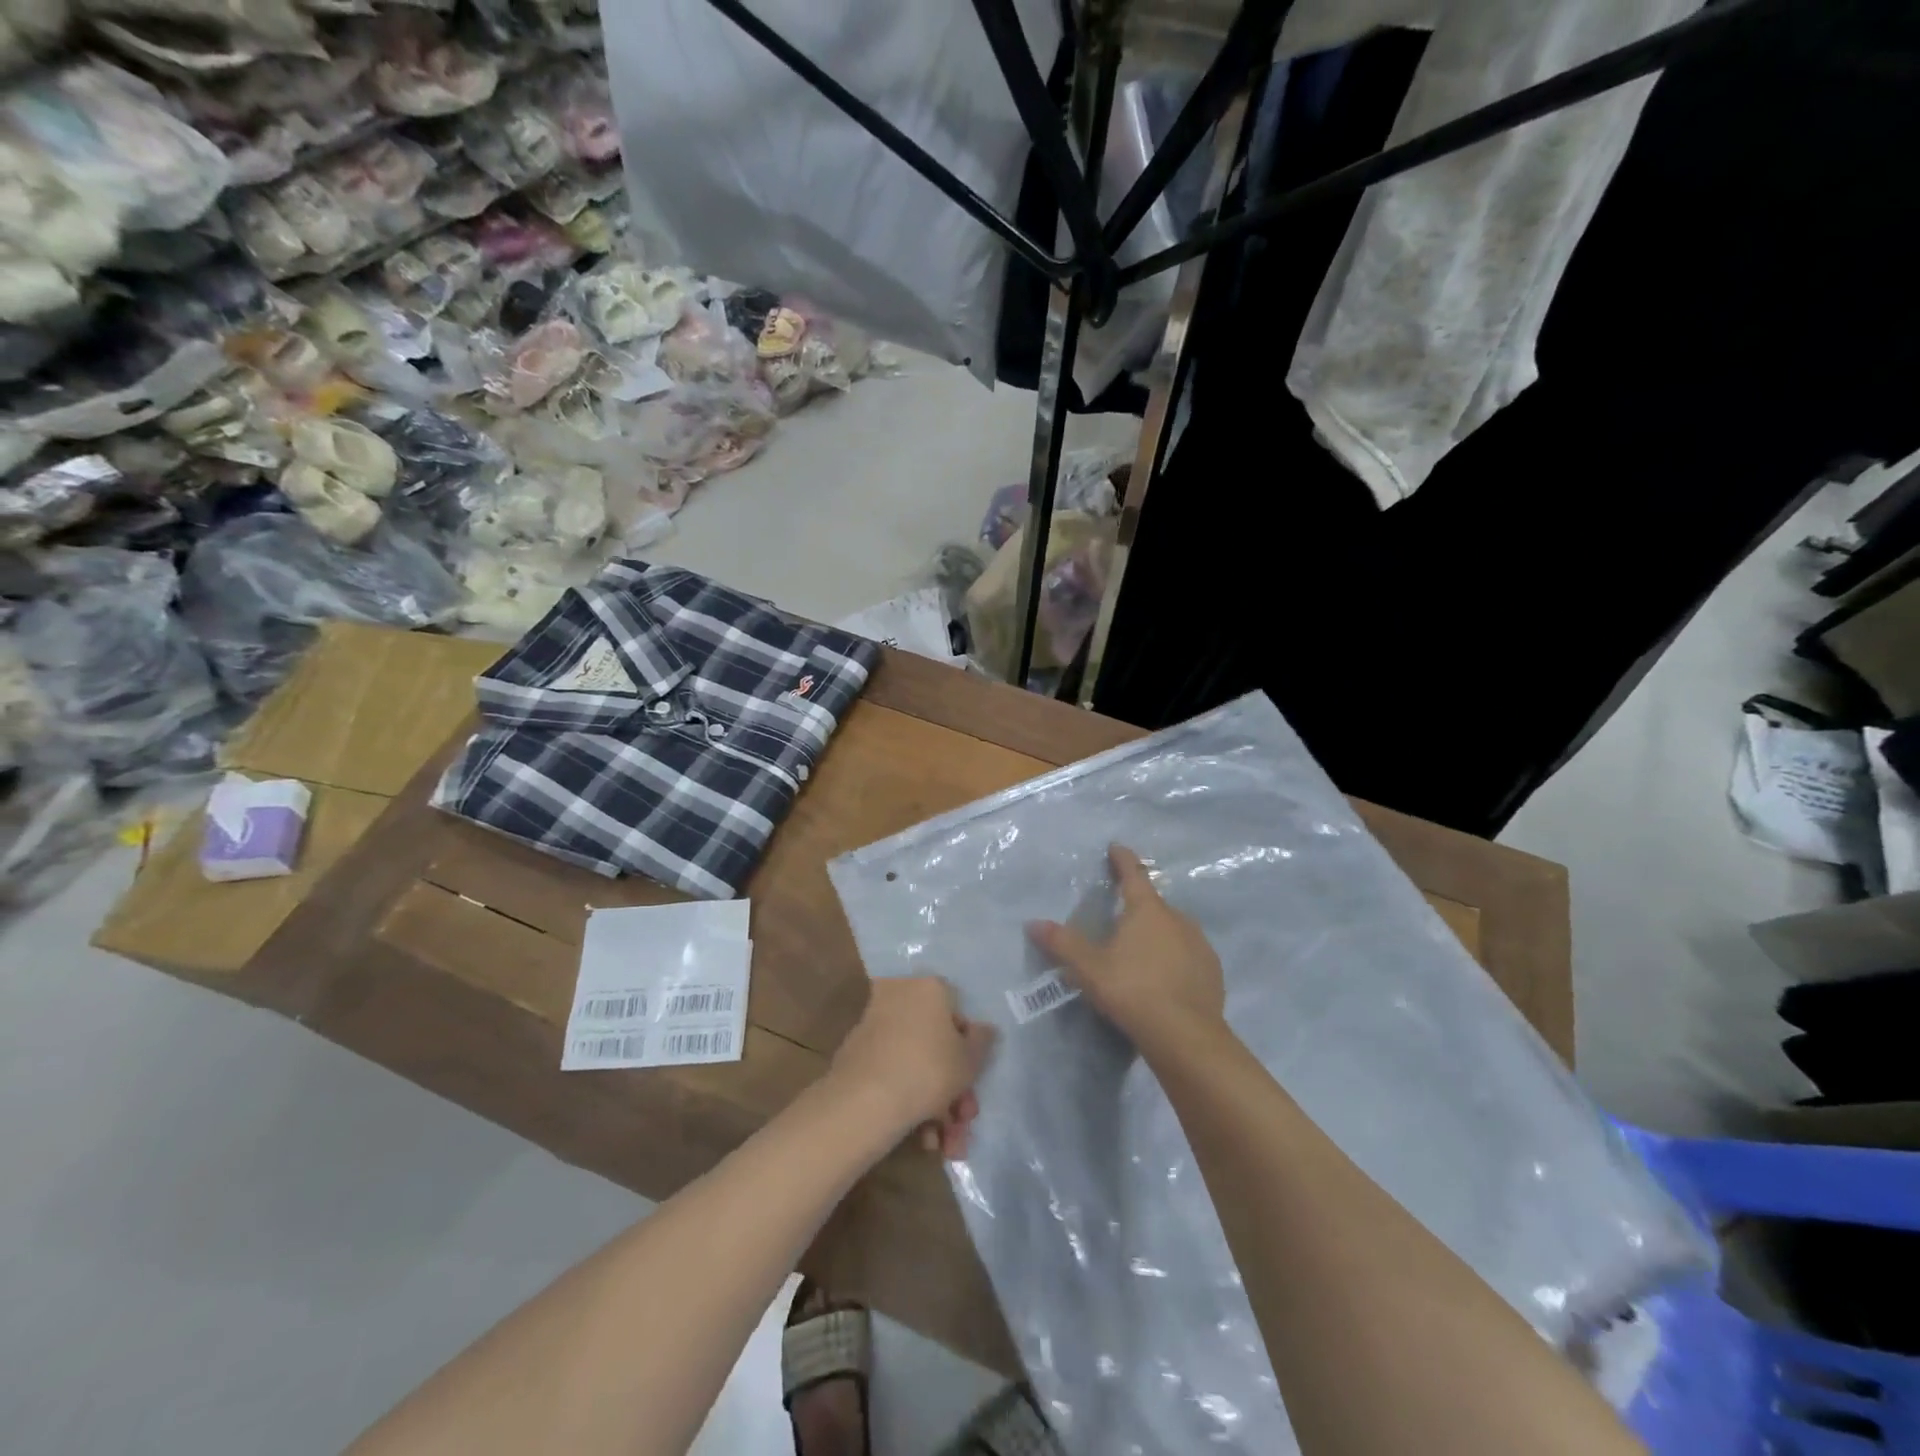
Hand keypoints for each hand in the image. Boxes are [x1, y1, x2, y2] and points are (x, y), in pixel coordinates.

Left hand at [828, 976, 995, 1158]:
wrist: (866, 1099)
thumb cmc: (929, 1069)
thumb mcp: (969, 1059)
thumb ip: (981, 1041)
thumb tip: (983, 1029)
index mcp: (928, 988)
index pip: (956, 1013)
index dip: (968, 1050)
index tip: (972, 1079)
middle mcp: (899, 998)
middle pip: (935, 1044)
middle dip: (953, 1090)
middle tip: (963, 1122)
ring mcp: (875, 1026)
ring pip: (915, 1064)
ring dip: (936, 1107)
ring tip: (946, 1146)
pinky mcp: (857, 1055)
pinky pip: (893, 1073)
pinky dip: (909, 1102)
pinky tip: (923, 1139)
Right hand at [1028, 843, 1225, 1052]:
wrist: (1186, 1036)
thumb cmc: (1132, 990)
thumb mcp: (1089, 968)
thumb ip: (1062, 943)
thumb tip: (1033, 923)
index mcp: (1147, 910)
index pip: (1133, 874)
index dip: (1122, 859)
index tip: (1116, 847)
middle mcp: (1177, 919)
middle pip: (1153, 905)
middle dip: (1137, 908)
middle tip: (1119, 920)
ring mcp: (1199, 945)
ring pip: (1173, 930)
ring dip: (1157, 935)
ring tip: (1140, 954)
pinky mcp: (1212, 971)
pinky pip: (1188, 955)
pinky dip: (1175, 959)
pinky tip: (1164, 979)